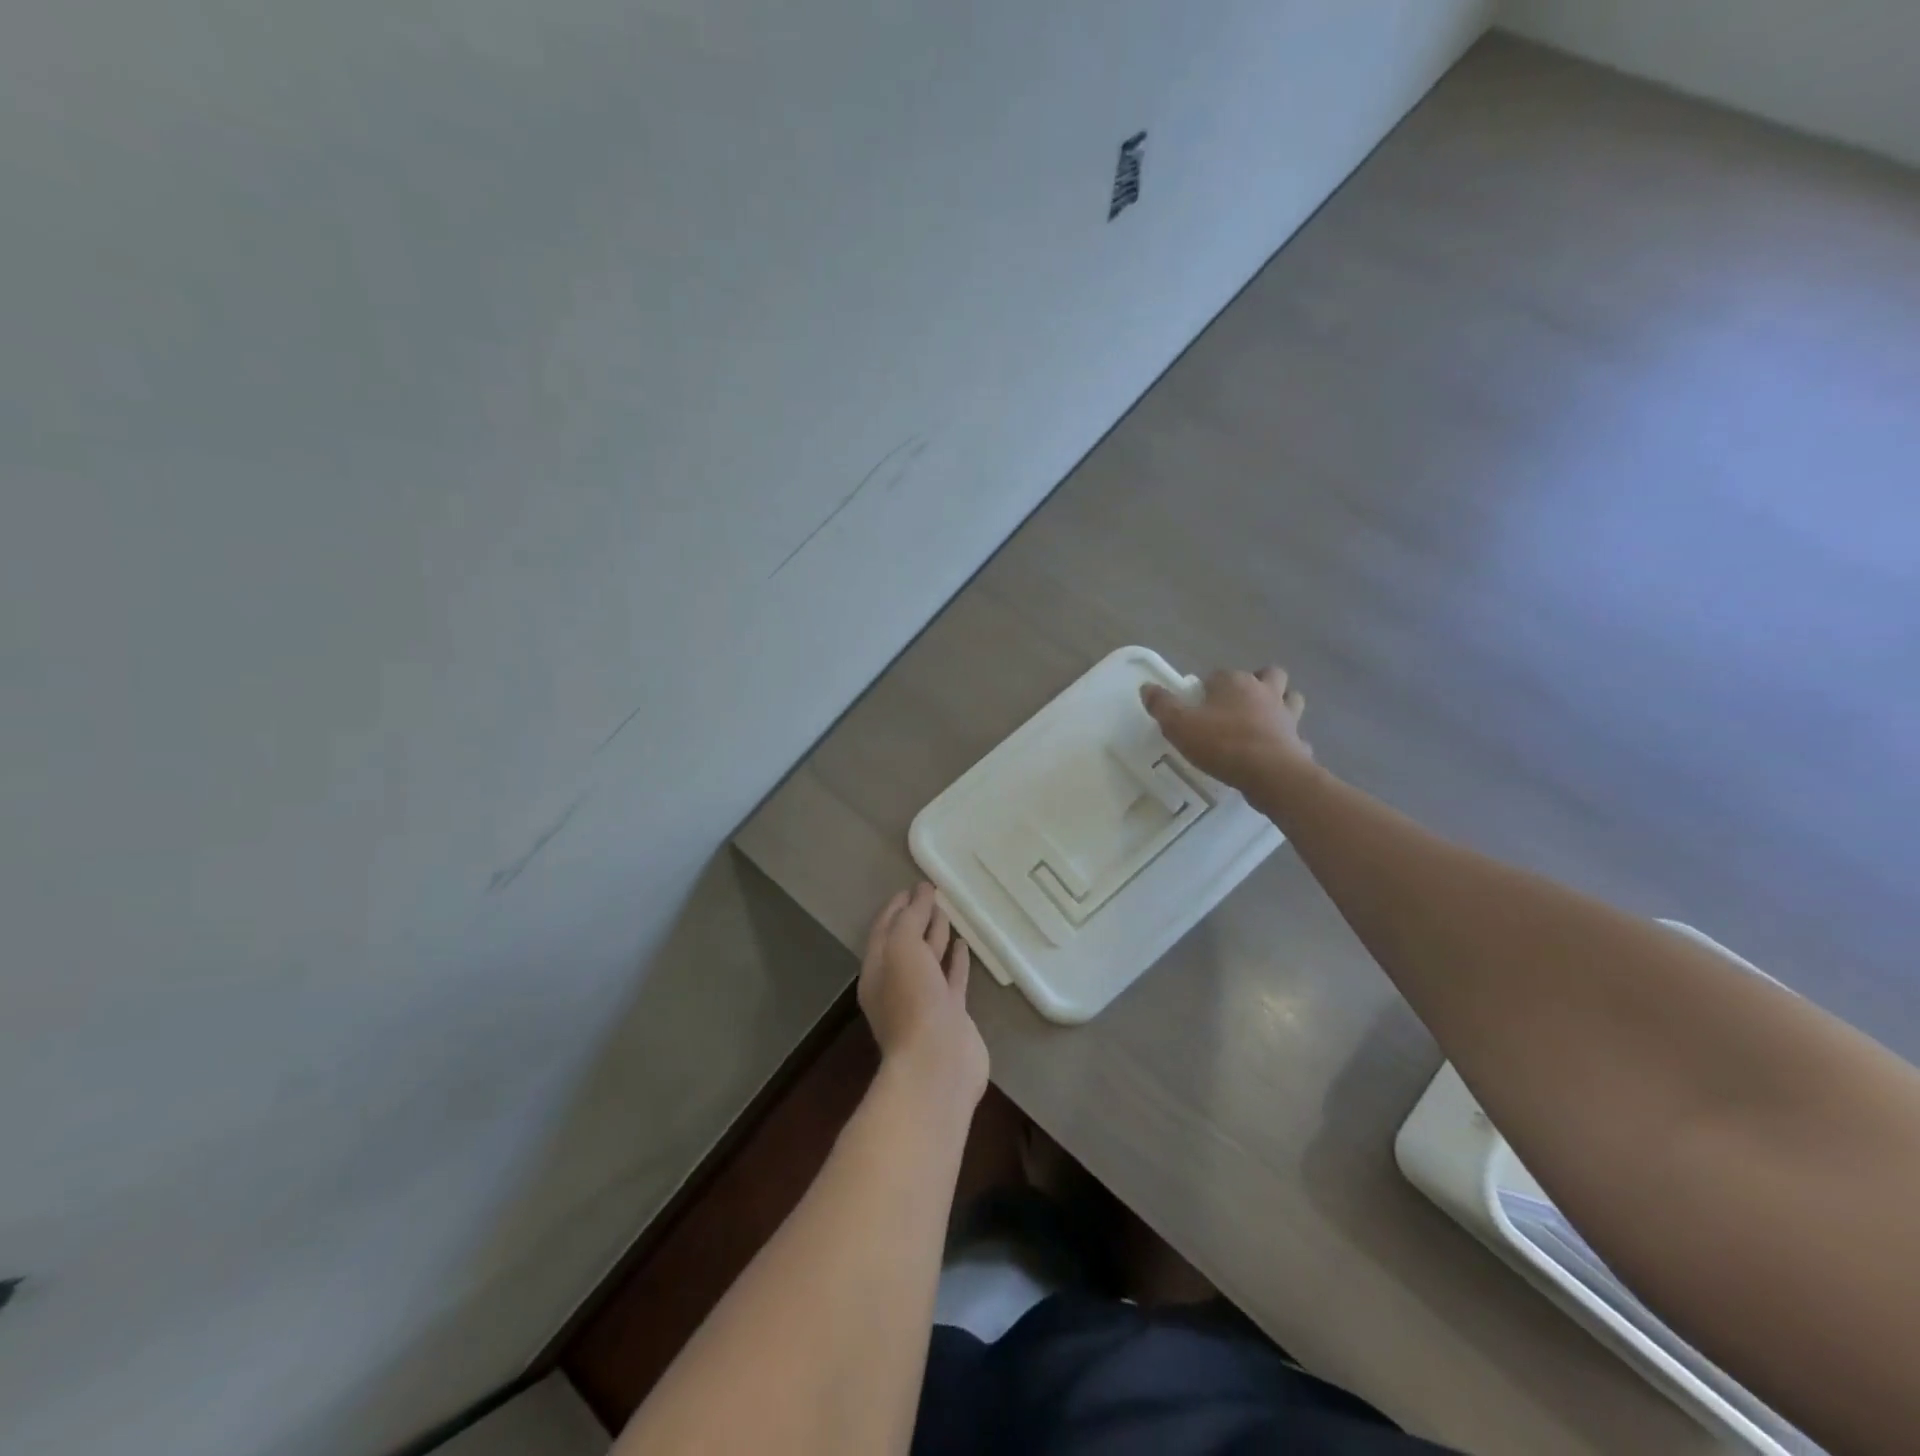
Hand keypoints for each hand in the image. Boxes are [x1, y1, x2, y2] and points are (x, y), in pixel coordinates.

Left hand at [860, 883, 988, 1109]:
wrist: (938, 1064)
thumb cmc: (913, 1001)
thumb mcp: (903, 949)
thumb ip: (911, 919)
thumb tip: (921, 893)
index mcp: (877, 969)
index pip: (884, 928)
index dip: (897, 907)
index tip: (914, 886)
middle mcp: (897, 984)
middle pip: (906, 942)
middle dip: (917, 918)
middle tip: (934, 894)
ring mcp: (925, 1000)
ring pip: (930, 960)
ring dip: (937, 936)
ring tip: (949, 912)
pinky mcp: (950, 1014)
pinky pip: (952, 979)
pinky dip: (956, 961)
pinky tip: (964, 945)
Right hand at [1140, 666, 1311, 789]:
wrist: (1270, 774)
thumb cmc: (1222, 743)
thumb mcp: (1179, 725)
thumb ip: (1161, 705)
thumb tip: (1147, 687)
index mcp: (1235, 683)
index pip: (1219, 673)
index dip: (1208, 687)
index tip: (1198, 705)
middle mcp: (1265, 692)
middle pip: (1269, 674)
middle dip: (1258, 682)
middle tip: (1239, 703)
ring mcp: (1287, 716)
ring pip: (1291, 699)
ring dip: (1282, 703)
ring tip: (1264, 719)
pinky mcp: (1298, 742)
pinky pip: (1296, 736)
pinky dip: (1289, 740)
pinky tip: (1277, 750)